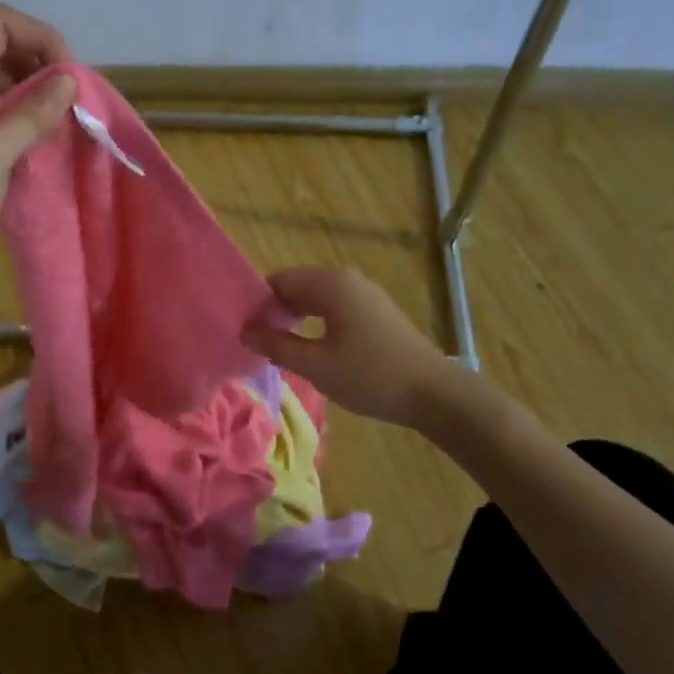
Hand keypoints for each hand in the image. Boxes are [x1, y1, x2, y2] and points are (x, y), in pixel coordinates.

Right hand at [243, 267, 455, 428]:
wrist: (434, 393)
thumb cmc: (370, 376)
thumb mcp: (315, 365)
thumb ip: (276, 345)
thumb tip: (245, 331)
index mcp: (330, 284)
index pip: (278, 281)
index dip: (255, 303)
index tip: (239, 328)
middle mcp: (346, 279)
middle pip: (295, 285)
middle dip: (272, 309)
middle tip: (251, 339)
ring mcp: (363, 294)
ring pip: (314, 297)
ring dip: (292, 316)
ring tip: (273, 344)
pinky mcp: (374, 311)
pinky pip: (332, 306)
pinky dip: (313, 320)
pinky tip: (306, 345)